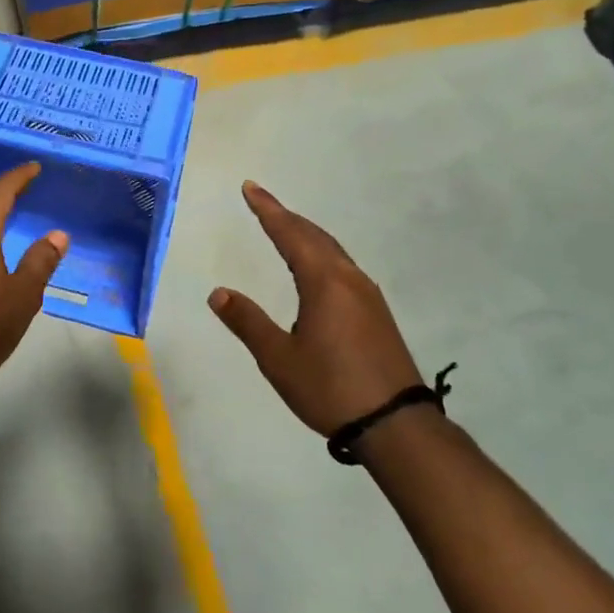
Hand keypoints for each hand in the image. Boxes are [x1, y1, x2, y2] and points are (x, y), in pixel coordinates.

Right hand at [210, 182, 425, 436]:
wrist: (395, 424)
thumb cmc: (330, 388)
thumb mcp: (279, 359)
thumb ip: (248, 322)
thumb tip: (218, 293)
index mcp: (324, 282)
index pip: (290, 235)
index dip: (268, 210)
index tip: (250, 188)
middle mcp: (349, 279)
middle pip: (314, 236)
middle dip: (286, 217)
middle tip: (262, 201)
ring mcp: (368, 295)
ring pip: (332, 250)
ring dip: (306, 235)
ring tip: (285, 228)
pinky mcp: (376, 313)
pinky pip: (343, 267)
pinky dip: (321, 253)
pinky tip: (317, 268)